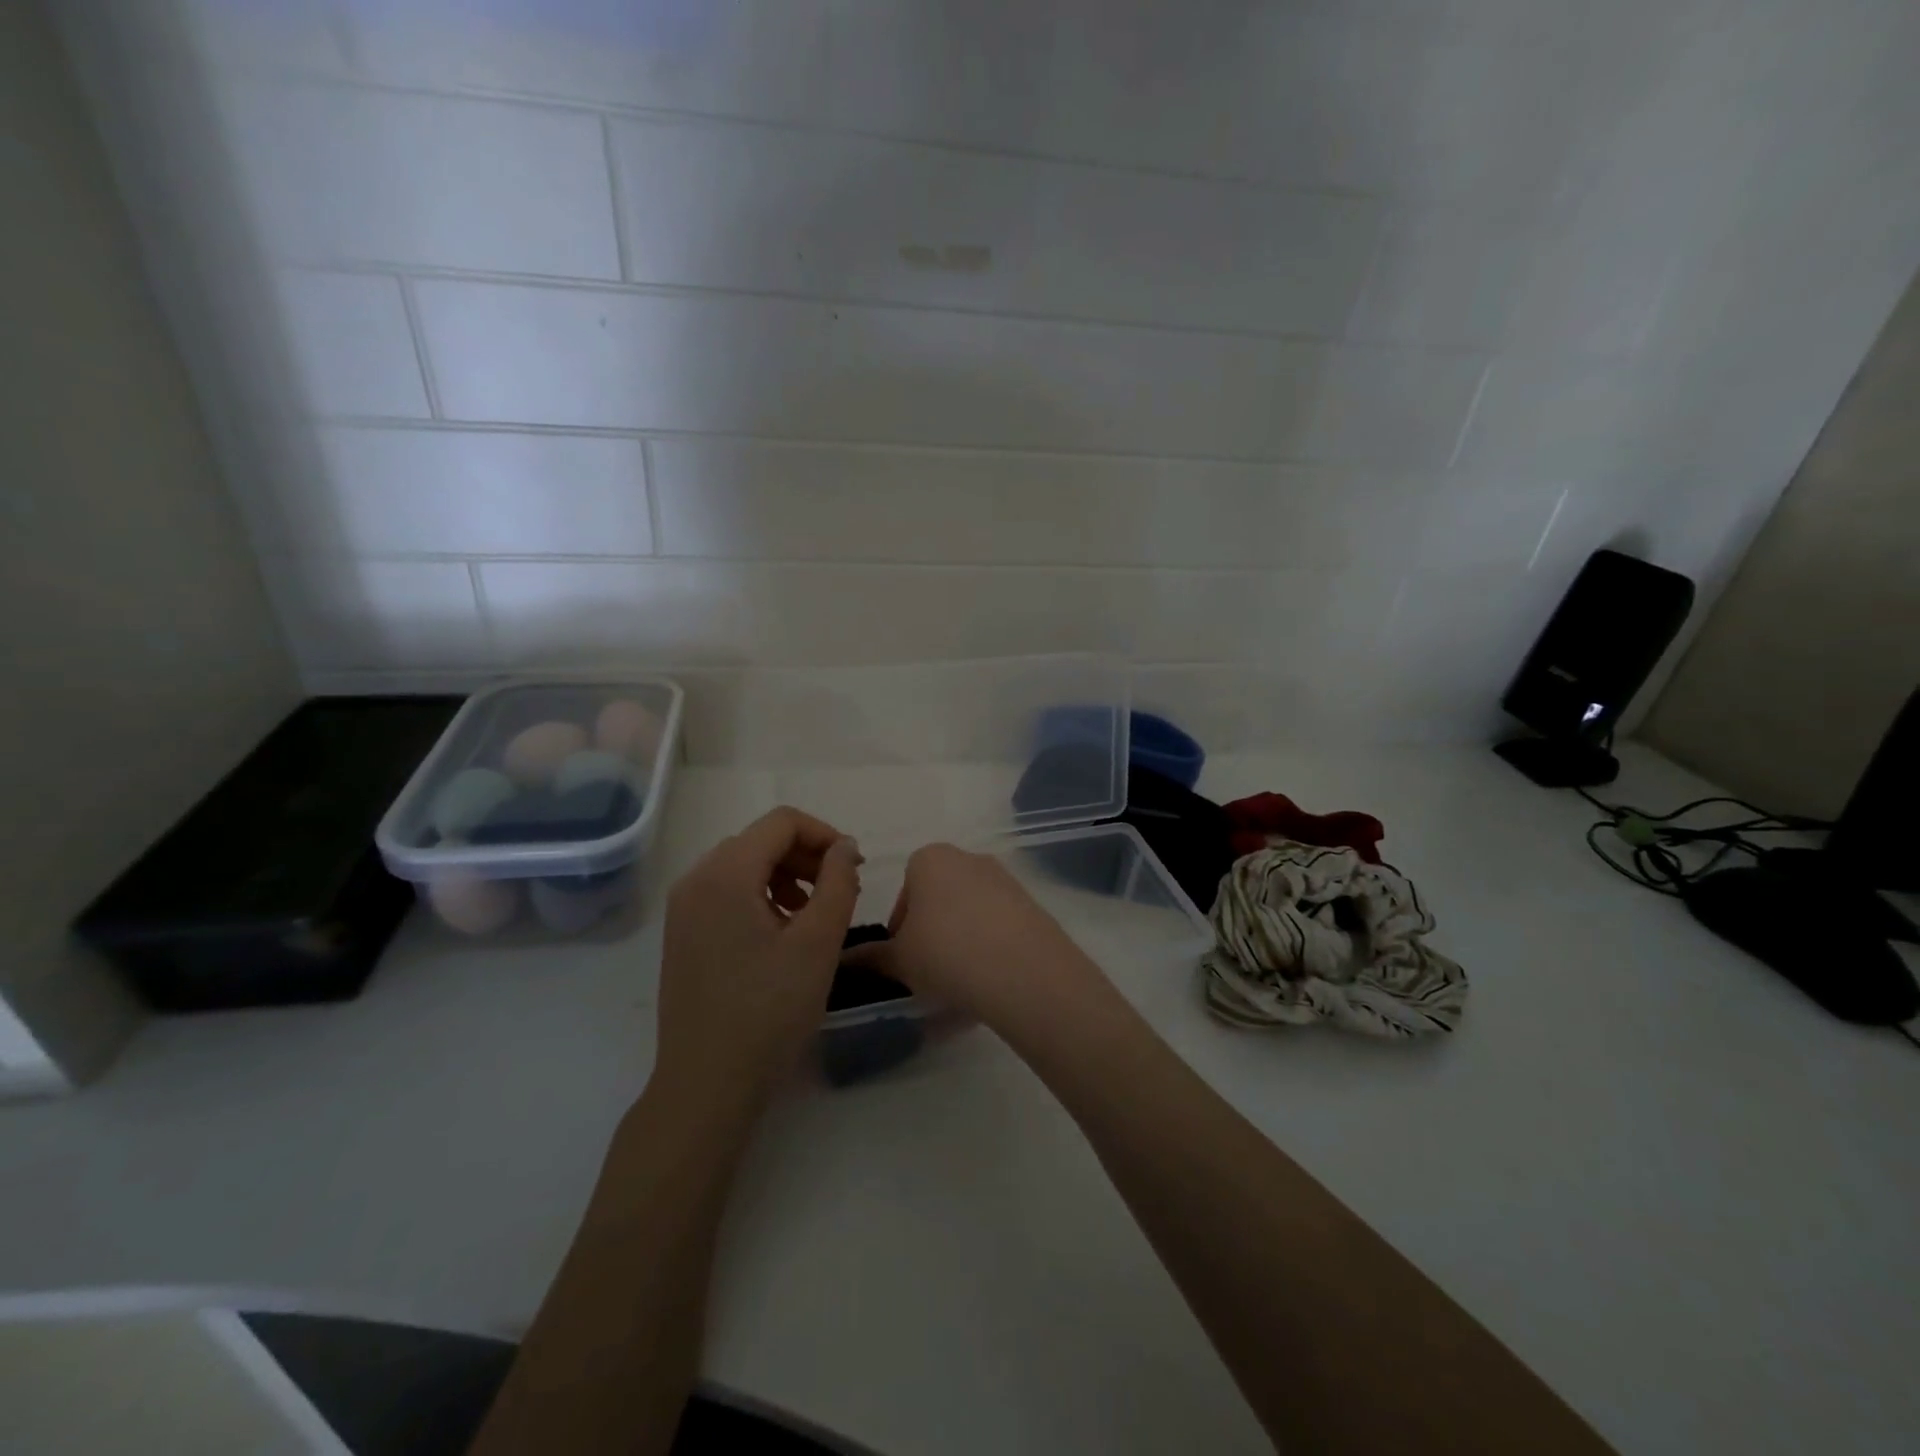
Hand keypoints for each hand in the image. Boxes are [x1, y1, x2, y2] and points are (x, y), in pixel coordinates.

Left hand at [653, 807, 862, 1111]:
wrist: (707, 1084)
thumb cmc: (769, 1010)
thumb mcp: (818, 943)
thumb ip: (838, 883)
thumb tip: (845, 847)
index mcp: (725, 874)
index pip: (781, 823)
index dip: (825, 835)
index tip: (854, 868)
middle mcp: (696, 880)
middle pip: (759, 841)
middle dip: (806, 856)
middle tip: (840, 892)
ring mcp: (683, 909)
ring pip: (743, 867)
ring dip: (785, 877)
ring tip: (813, 915)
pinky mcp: (682, 936)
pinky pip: (726, 894)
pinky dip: (761, 897)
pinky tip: (782, 935)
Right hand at [869, 843, 1105, 1033]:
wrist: (1022, 969)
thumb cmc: (945, 952)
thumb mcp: (899, 960)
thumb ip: (871, 957)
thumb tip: (844, 959)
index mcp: (929, 859)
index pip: (905, 888)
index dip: (900, 925)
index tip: (903, 955)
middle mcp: (968, 858)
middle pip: (940, 895)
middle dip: (932, 929)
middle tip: (928, 968)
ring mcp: (1004, 879)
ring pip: (971, 910)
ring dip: (961, 937)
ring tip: (960, 979)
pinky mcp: (1031, 903)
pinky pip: (1000, 923)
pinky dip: (991, 945)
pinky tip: (989, 978)